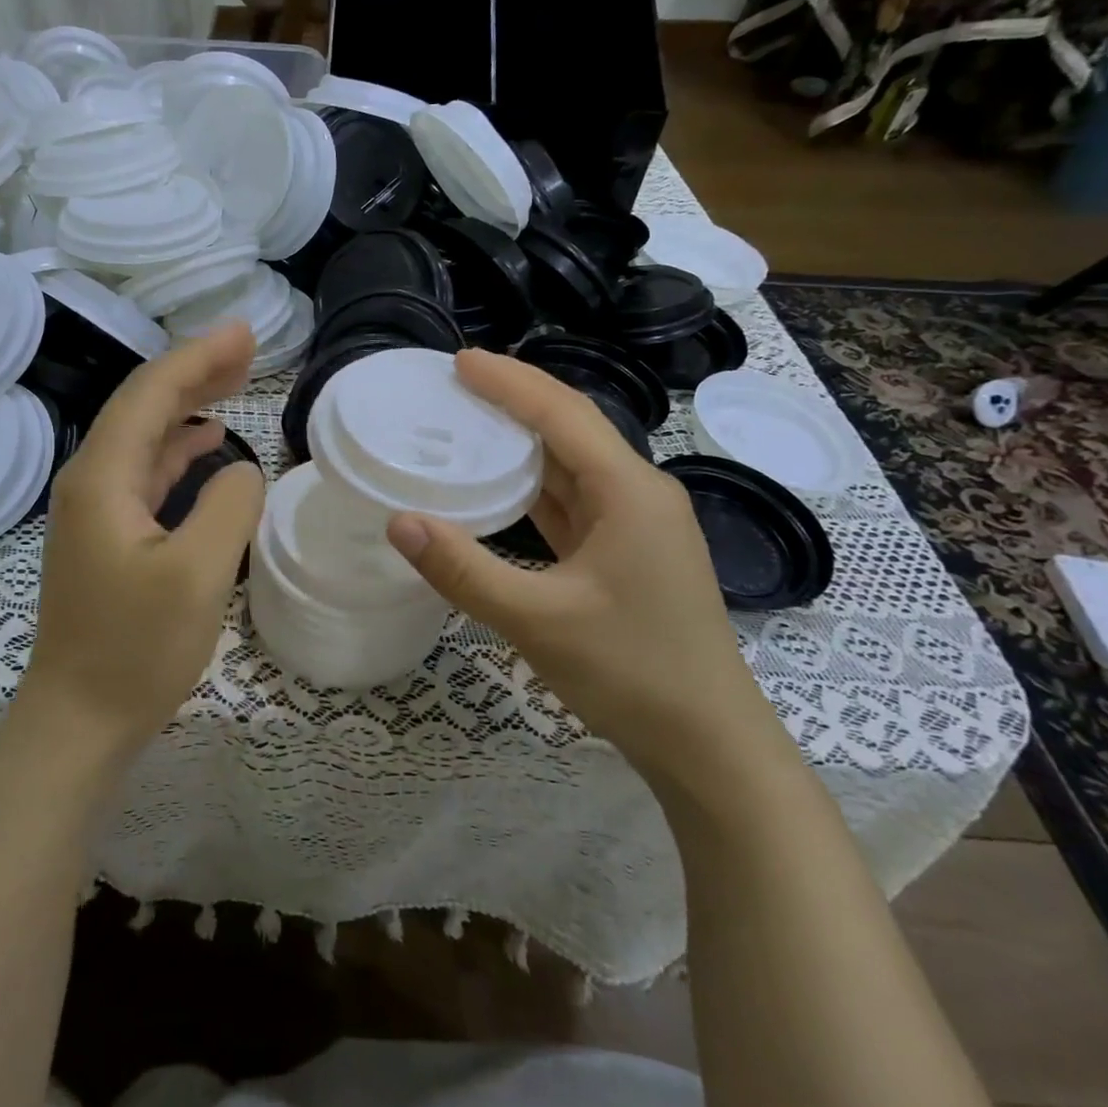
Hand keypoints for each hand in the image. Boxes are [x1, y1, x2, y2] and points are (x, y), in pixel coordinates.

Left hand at [23, 323, 265, 752]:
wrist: (78, 720)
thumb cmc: (135, 651)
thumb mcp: (197, 575)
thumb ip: (228, 506)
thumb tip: (241, 469)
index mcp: (102, 478)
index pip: (151, 394)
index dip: (199, 357)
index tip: (246, 334)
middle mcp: (90, 481)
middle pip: (143, 406)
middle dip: (194, 371)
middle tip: (246, 348)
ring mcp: (95, 509)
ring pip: (145, 436)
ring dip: (188, 405)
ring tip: (235, 381)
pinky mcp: (108, 536)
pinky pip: (145, 471)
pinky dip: (178, 448)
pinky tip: (206, 442)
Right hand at [385, 350, 779, 778]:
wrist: (709, 745)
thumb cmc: (631, 672)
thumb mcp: (536, 620)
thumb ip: (464, 569)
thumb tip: (398, 522)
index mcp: (629, 492)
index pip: (562, 414)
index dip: (510, 382)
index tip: (459, 362)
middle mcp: (638, 494)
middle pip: (571, 429)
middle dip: (515, 400)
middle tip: (455, 385)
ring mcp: (637, 525)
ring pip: (573, 465)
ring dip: (523, 442)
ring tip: (469, 423)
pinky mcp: (628, 553)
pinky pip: (575, 501)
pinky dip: (535, 485)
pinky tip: (501, 486)